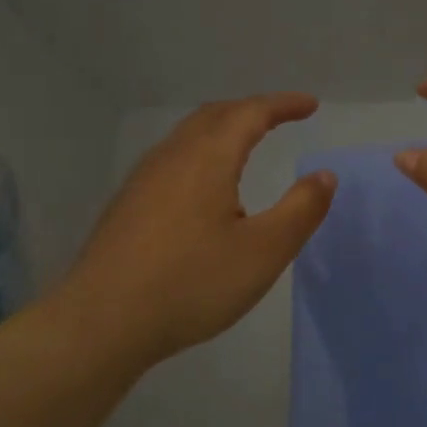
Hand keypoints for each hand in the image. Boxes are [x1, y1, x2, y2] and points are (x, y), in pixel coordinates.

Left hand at [57, 95, 337, 367]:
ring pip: (188, 136)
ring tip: (245, 145)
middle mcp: (172, 156)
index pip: (251, 112)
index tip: (310, 105)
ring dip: (222, 130)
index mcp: (208, 157)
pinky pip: (172, 160)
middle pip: (215, 115)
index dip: (283, 104)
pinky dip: (200, 153)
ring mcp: (143, 179)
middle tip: (280, 118)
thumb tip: (323, 175)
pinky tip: (203, 188)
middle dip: (251, 110)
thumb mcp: (263, 252)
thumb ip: (300, 210)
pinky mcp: (126, 205)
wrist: (102, 322)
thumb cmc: (191, 283)